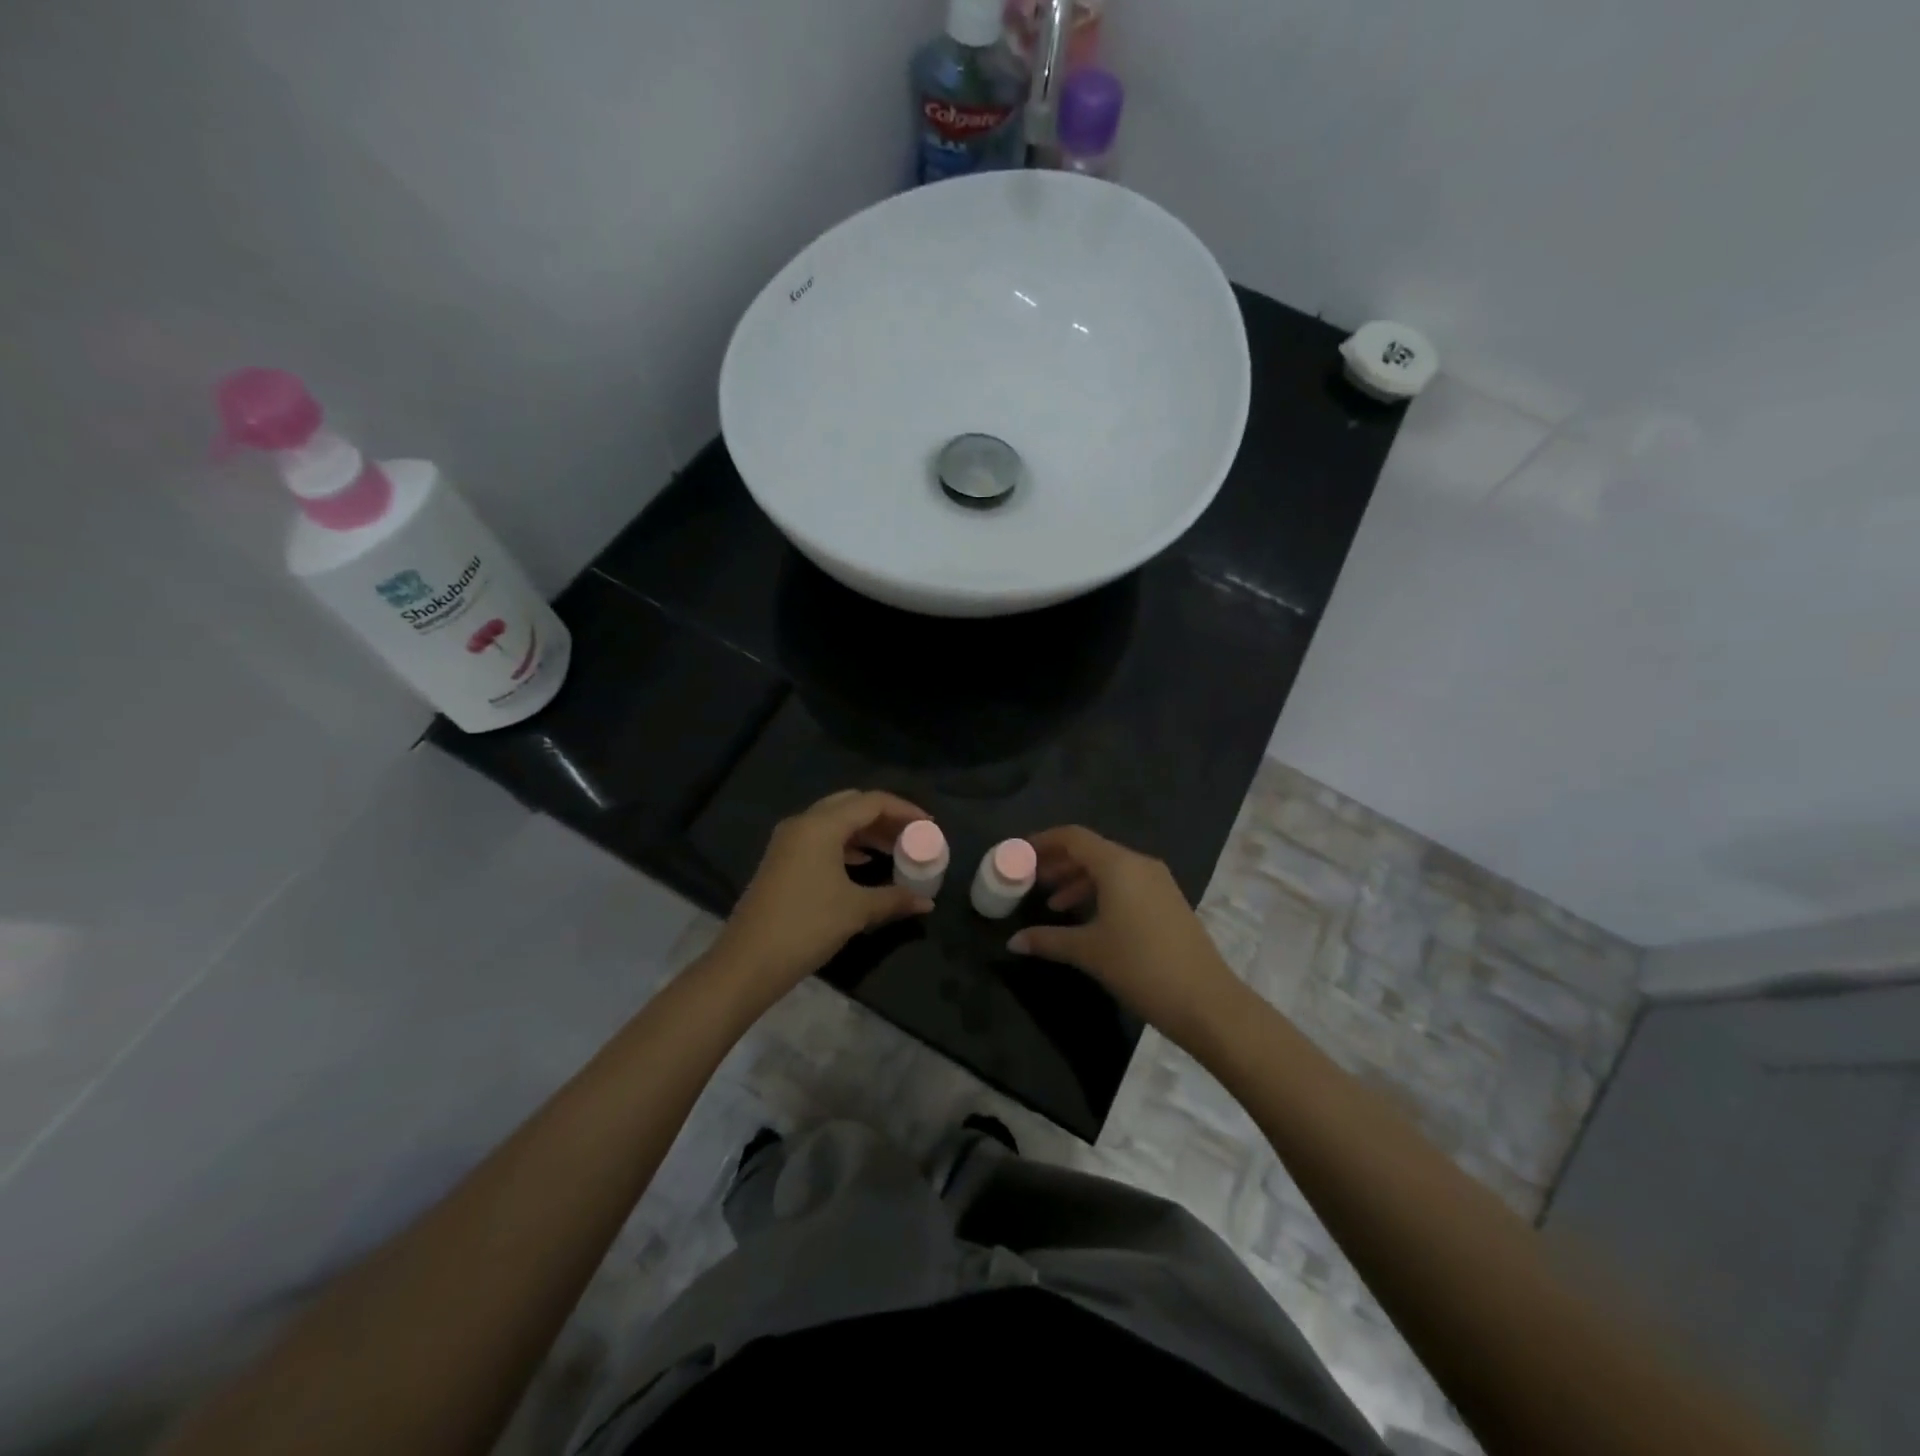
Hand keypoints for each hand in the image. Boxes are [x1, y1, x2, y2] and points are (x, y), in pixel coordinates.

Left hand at [715, 790, 934, 999]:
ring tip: (894, 850)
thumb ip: (893, 899)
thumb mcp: (856, 910)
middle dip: (884, 817)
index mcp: (821, 825)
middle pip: (851, 805)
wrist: (749, 961)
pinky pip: (821, 839)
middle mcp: (803, 823)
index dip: (904, 809)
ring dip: (865, 832)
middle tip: (911, 834)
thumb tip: (925, 902)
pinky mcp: (781, 861)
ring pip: (834, 822)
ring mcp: (788, 842)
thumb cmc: (807, 926)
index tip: (929, 825)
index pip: (871, 802)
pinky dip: (847, 845)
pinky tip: (864, 864)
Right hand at [1009, 826, 1247, 1048]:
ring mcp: (1158, 882)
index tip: (1019, 853)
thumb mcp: (1088, 951)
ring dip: (1079, 880)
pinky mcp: (1169, 901)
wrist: (1205, 1001)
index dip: (1043, 841)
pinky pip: (1127, 884)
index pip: (1073, 837)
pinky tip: (1087, 919)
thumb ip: (1047, 940)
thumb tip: (1013, 942)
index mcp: (1118, 865)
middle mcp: (1139, 864)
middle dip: (1059, 862)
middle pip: (1091, 850)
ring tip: (1053, 904)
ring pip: (1110, 869)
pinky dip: (1101, 892)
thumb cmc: (1140, 966)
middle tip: (1031, 880)